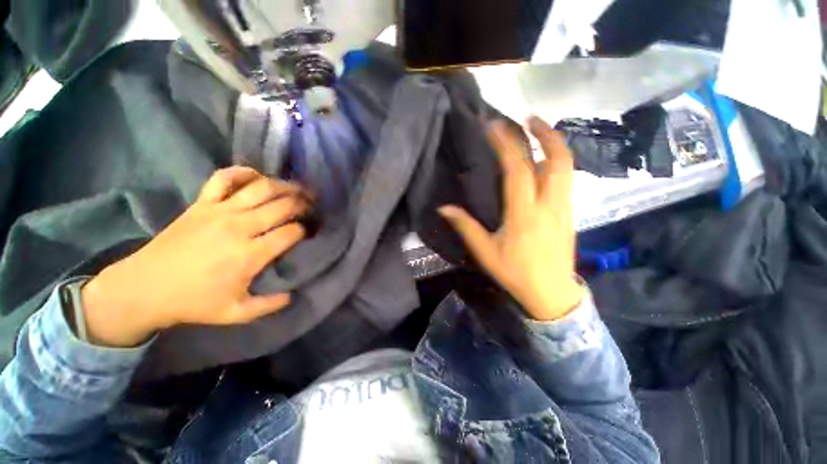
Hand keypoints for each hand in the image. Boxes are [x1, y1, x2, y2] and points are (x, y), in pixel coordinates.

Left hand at [81, 167, 311, 346]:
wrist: (143, 288)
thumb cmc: (193, 302)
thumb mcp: (236, 313)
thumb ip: (269, 305)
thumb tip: (293, 295)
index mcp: (250, 254)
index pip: (291, 232)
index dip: (305, 230)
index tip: (309, 232)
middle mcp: (240, 227)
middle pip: (283, 206)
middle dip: (303, 203)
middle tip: (313, 204)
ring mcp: (219, 211)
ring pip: (261, 188)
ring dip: (285, 185)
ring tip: (297, 188)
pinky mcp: (201, 203)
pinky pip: (224, 178)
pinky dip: (242, 172)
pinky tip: (256, 176)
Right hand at [439, 117, 583, 320]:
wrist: (551, 293)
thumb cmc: (516, 273)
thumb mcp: (485, 252)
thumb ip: (465, 227)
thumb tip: (443, 208)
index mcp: (525, 214)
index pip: (518, 170)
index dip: (507, 145)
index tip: (495, 126)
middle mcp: (549, 205)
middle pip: (557, 160)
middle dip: (545, 133)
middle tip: (529, 117)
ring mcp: (564, 207)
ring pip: (566, 167)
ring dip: (554, 144)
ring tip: (538, 131)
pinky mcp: (569, 213)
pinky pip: (566, 179)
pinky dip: (556, 161)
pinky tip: (543, 160)